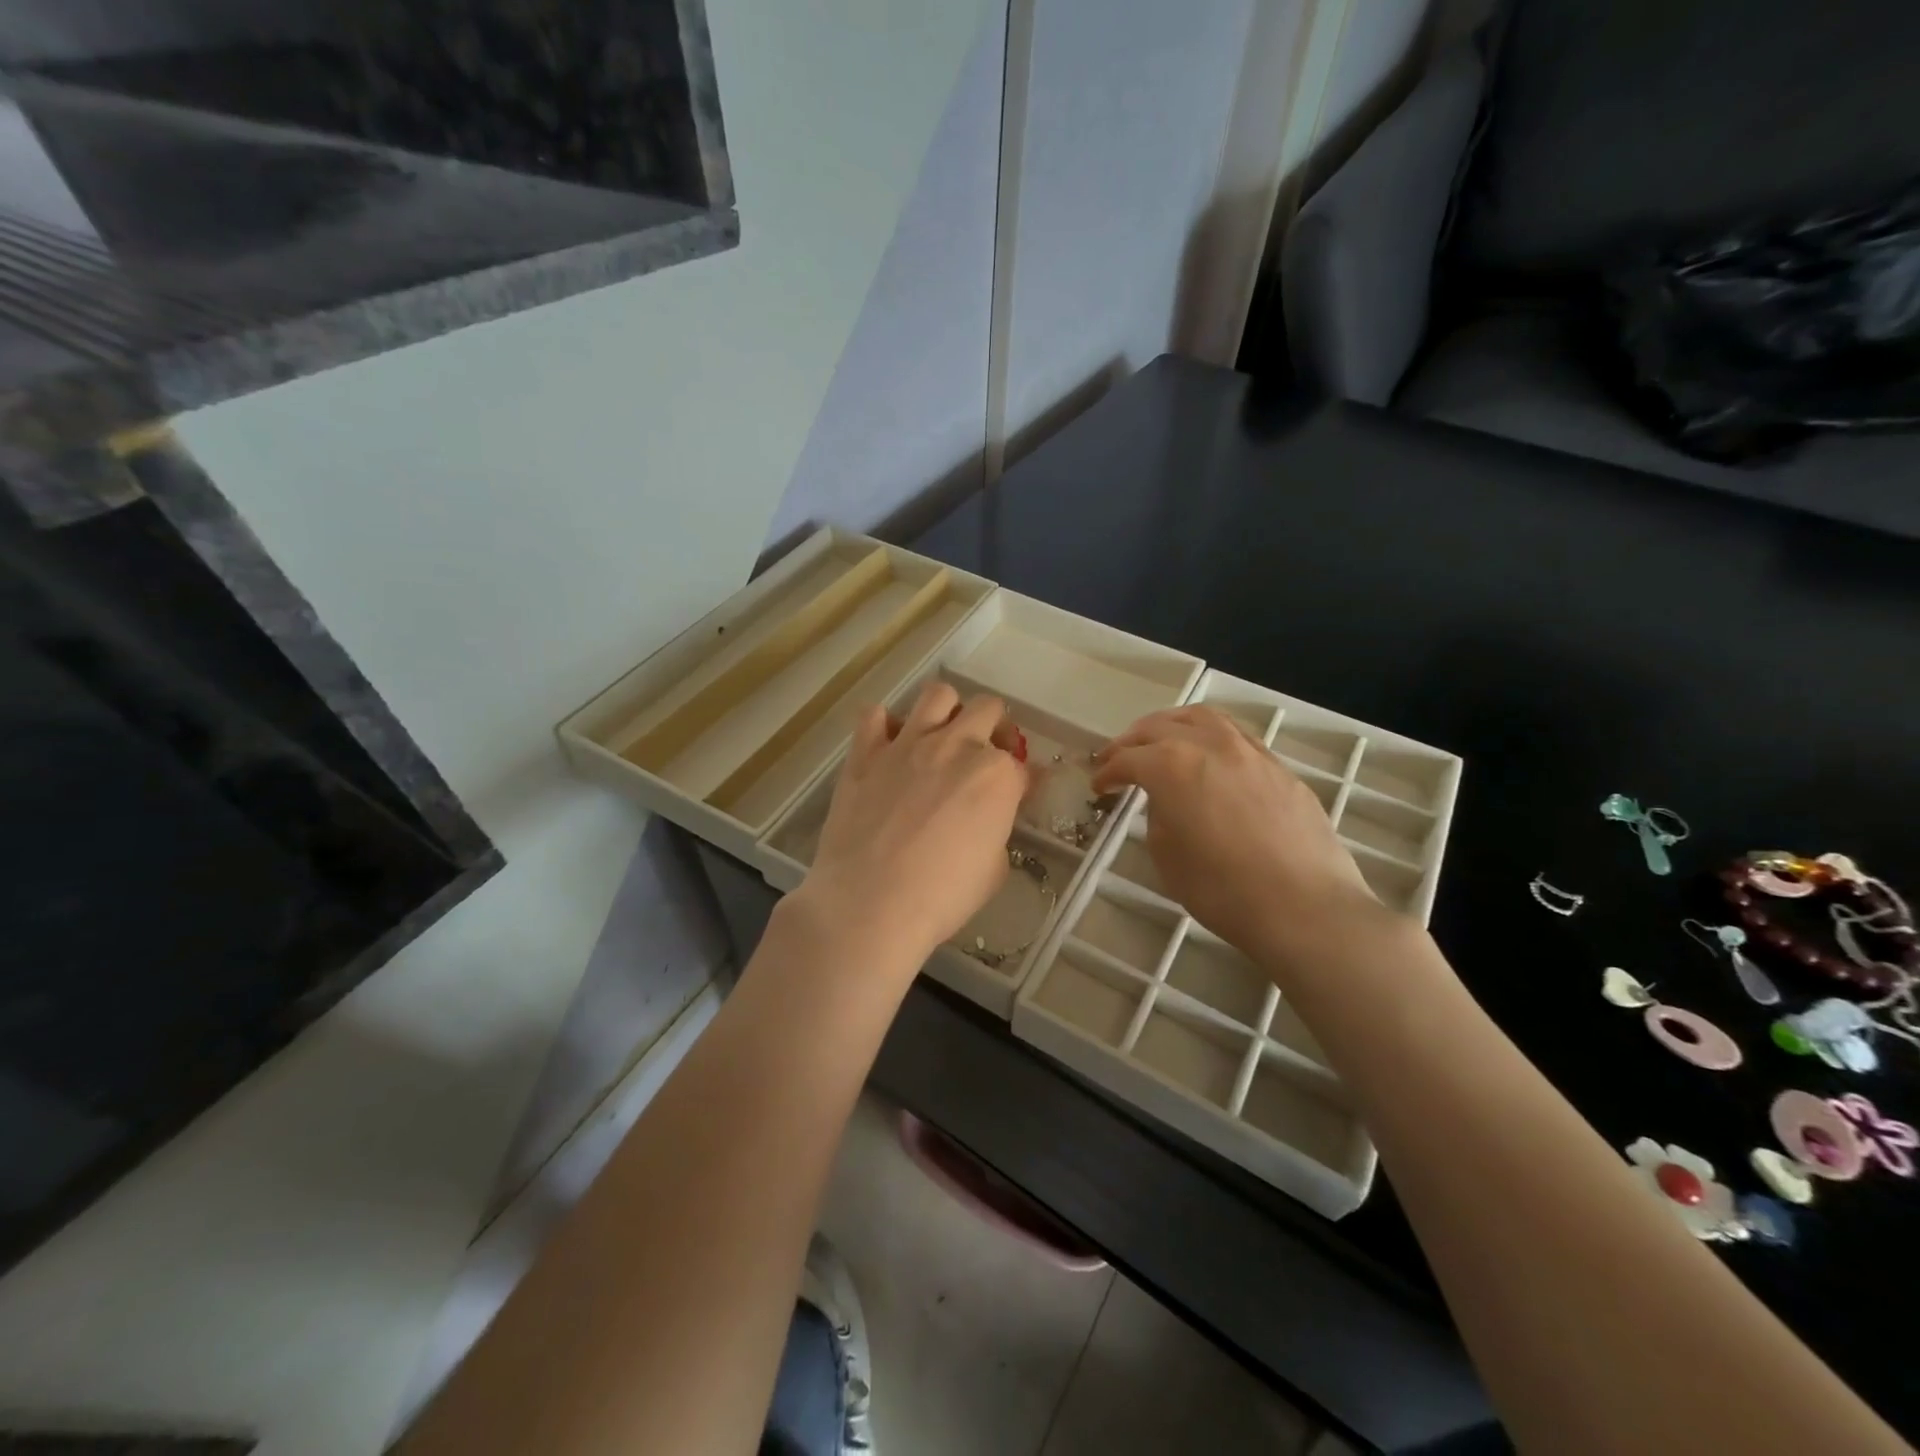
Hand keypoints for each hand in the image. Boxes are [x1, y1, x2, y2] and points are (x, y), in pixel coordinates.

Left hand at [799, 681, 1029, 965]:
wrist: (870, 905)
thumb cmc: (942, 897)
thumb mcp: (994, 870)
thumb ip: (998, 828)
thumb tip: (991, 815)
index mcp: (997, 775)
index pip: (1021, 765)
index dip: (1021, 782)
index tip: (1016, 795)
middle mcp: (957, 746)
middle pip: (987, 709)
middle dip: (994, 728)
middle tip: (985, 755)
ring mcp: (908, 743)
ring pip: (937, 695)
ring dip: (947, 711)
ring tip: (941, 736)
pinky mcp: (865, 753)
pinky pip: (873, 715)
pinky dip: (884, 725)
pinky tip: (889, 747)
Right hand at [1092, 706, 1385, 968]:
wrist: (1303, 906)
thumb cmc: (1221, 888)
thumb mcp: (1166, 855)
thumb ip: (1158, 815)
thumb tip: (1165, 801)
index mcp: (1171, 764)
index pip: (1128, 759)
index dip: (1108, 772)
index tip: (1099, 785)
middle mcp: (1209, 744)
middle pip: (1160, 727)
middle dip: (1132, 741)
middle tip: (1117, 757)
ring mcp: (1249, 751)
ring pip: (1203, 718)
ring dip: (1172, 724)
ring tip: (1162, 739)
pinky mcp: (1279, 767)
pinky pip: (1236, 736)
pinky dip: (1211, 737)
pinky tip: (1210, 757)